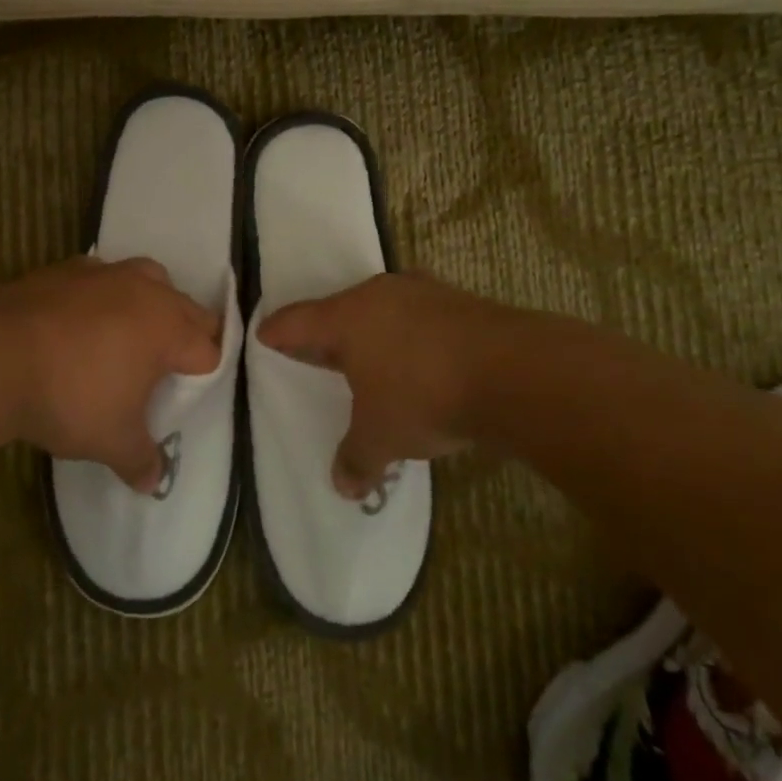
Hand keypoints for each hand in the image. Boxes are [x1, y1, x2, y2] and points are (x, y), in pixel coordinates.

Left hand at [0, 256, 222, 492]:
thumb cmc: (70, 398)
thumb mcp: (111, 441)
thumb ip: (140, 460)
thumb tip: (153, 482)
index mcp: (168, 329)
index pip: (208, 350)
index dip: (204, 374)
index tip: (188, 394)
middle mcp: (145, 292)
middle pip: (187, 308)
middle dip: (189, 334)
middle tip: (173, 365)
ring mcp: (104, 273)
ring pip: (148, 277)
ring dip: (151, 301)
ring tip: (134, 331)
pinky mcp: (65, 268)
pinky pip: (100, 276)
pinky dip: (103, 293)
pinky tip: (83, 318)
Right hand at [257, 272, 495, 498]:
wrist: (515, 372)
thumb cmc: (424, 395)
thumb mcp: (382, 436)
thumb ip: (357, 459)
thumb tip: (343, 487)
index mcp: (347, 317)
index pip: (297, 321)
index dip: (278, 331)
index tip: (265, 335)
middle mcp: (380, 295)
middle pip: (341, 310)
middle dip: (329, 332)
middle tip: (319, 352)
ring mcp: (424, 293)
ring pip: (385, 309)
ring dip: (375, 332)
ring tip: (372, 357)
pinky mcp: (462, 301)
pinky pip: (422, 316)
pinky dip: (413, 335)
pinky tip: (422, 358)